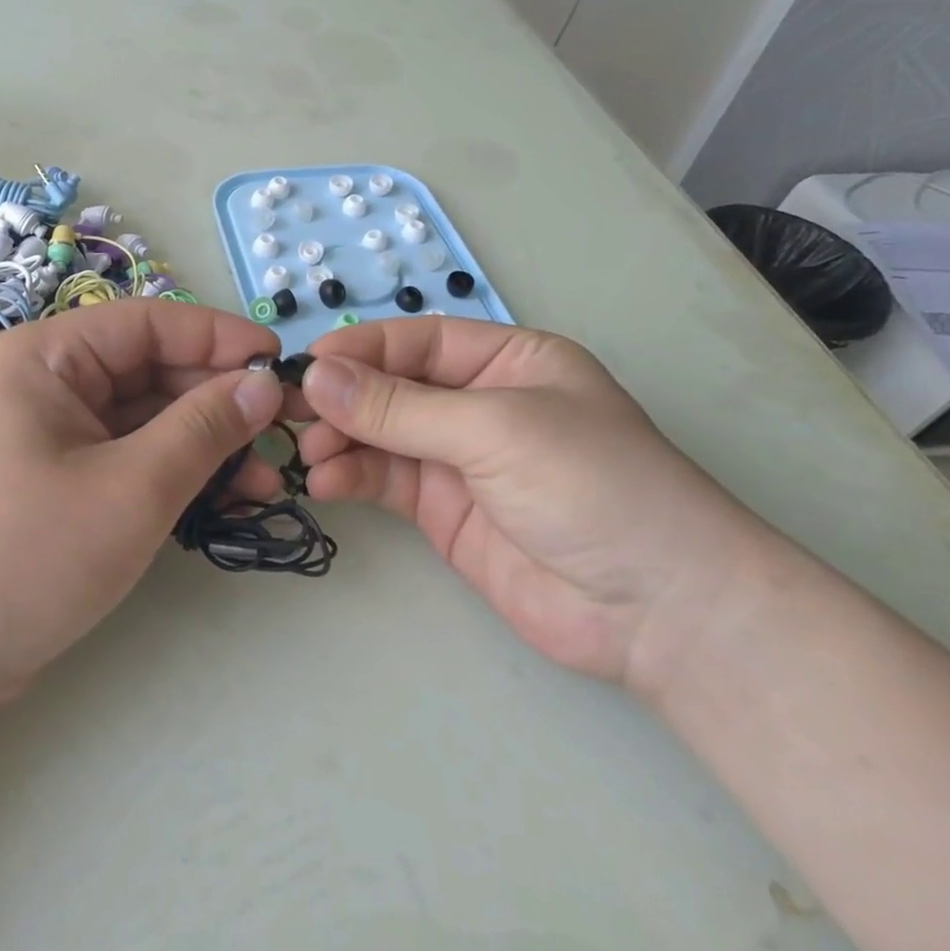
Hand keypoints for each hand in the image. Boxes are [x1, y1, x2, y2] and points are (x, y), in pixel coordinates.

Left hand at [0, 300, 285, 716]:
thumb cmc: (24, 558)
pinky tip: (226, 499)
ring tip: (265, 479)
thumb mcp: (131, 489)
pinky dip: (174, 474)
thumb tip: (264, 384)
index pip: (146, 323)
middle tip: (283, 433)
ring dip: (204, 445)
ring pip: (143, 420)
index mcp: (43, 357)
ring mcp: (48, 435)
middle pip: (148, 371)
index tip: (280, 363)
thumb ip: (204, 428)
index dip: (218, 338)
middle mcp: (43, 383)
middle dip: (217, 402)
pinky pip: (127, 458)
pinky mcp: (56, 481)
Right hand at [299, 318, 784, 688]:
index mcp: (507, 361)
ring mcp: (459, 460)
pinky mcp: (443, 512)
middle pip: (392, 387)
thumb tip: (316, 377)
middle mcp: (478, 403)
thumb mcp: (494, 429)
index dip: (361, 349)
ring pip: (381, 435)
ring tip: (307, 453)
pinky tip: (324, 482)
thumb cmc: (592, 485)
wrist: (658, 611)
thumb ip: (400, 407)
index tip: (306, 365)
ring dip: (340, 439)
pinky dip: (350, 477)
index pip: (417, 340)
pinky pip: (385, 481)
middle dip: (343, 397)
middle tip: (290, 414)